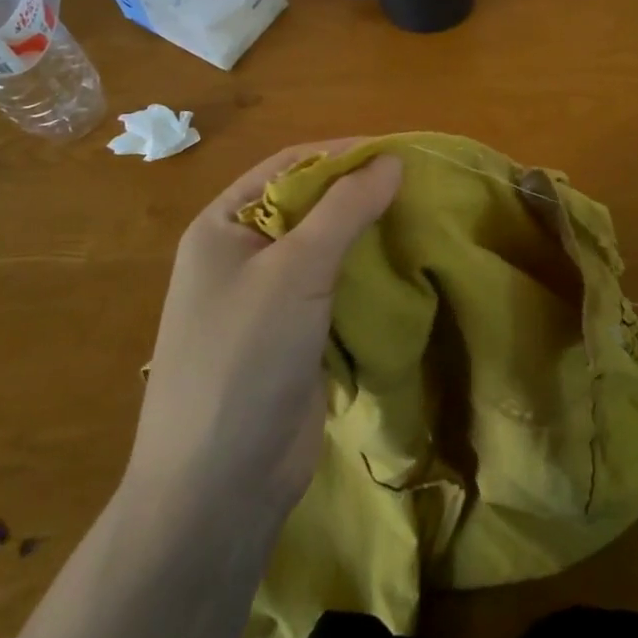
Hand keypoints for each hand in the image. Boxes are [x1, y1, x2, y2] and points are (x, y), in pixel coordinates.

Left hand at [129, 141, 400, 514]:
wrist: (218, 487)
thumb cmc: (245, 358)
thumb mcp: (296, 269)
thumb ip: (344, 208)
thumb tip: (391, 160)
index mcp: (223, 226)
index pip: (288, 166)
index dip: (341, 153)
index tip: (397, 151)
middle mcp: (241, 254)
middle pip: (307, 204)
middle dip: (357, 193)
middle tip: (418, 185)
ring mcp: (266, 299)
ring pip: (324, 248)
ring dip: (365, 233)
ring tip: (419, 218)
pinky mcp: (293, 336)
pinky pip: (333, 289)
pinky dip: (365, 273)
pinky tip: (403, 266)